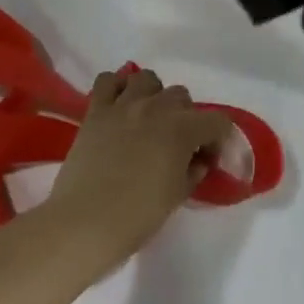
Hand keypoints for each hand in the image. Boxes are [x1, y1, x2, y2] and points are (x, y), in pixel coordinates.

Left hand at [45, 67, 234, 267]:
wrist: (84, 224)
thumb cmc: (137, 216)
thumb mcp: (176, 197)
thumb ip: (193, 172)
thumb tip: (198, 160)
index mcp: (182, 129)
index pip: (216, 121)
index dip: (219, 139)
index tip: (209, 158)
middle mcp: (156, 107)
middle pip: (181, 96)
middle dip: (186, 117)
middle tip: (177, 143)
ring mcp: (123, 105)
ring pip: (147, 79)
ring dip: (153, 95)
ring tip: (148, 118)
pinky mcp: (96, 111)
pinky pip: (107, 81)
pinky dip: (116, 87)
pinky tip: (118, 106)